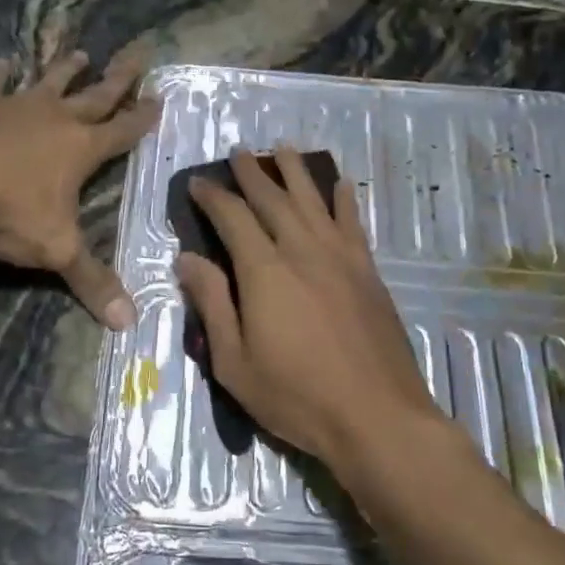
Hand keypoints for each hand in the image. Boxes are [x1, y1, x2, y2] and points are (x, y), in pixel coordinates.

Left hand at [0, 45, 160, 328]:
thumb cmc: (10, 212)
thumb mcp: (56, 250)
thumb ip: (92, 282)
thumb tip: (130, 323)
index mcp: (80, 149)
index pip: (122, 130)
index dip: (143, 117)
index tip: (160, 96)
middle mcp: (52, 118)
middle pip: (94, 93)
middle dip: (118, 76)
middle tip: (137, 52)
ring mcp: (11, 105)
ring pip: (45, 81)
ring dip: (62, 68)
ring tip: (77, 51)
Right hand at [174, 144, 438, 467]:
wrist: (377, 415)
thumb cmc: (296, 396)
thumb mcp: (234, 362)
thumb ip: (212, 303)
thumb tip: (187, 258)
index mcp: (264, 270)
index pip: (232, 217)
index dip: (212, 196)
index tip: (197, 183)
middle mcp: (302, 249)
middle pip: (273, 198)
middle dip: (251, 173)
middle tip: (237, 153)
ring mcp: (340, 257)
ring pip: (313, 200)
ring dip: (295, 171)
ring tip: (282, 149)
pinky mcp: (368, 271)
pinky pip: (352, 222)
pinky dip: (343, 199)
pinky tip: (339, 184)